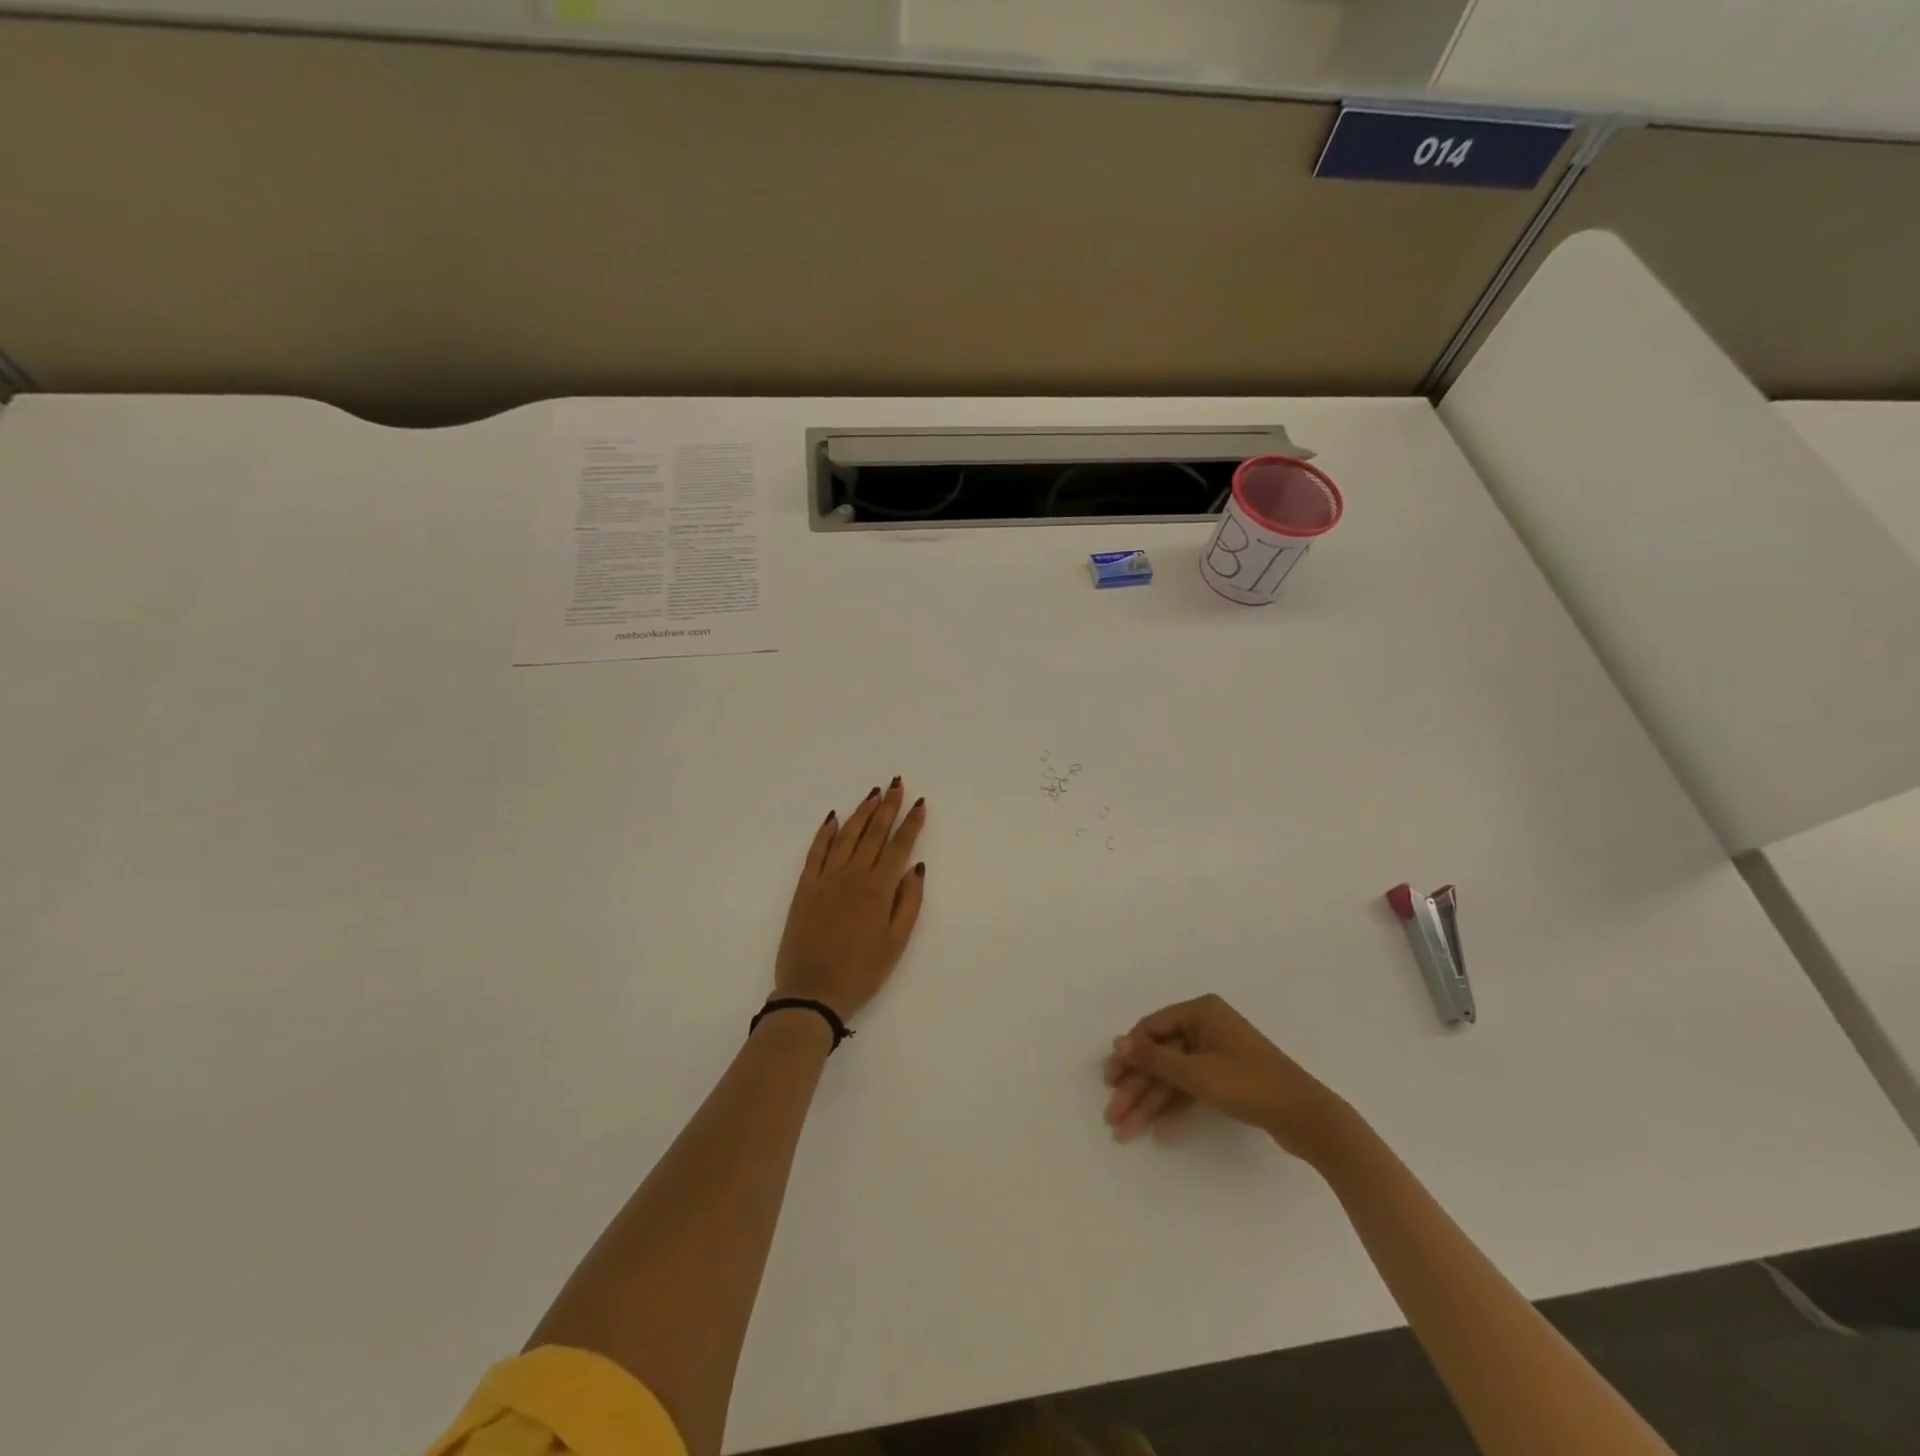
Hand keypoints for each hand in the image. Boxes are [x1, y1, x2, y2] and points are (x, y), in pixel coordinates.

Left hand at [774, 779, 927, 1021]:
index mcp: (878, 890)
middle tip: (896, 784)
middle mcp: (852, 876)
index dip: (911, 824)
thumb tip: (916, 867)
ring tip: (873, 793)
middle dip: (887, 807)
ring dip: (861, 812)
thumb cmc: (861, 973)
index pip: (899, 847)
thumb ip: (908, 903)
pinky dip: (826, 832)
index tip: (920, 803)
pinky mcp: (805, 888)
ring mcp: (825, 879)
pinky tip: (834, 817)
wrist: (812, 993)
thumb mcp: (896, 944)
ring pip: (847, 836)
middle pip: (873, 833)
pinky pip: (816, 852)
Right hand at [1103, 994, 1353, 1164]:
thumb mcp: (1196, 1072)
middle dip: (1136, 1087)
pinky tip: (1159, 1131)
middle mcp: (1206, 1027)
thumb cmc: (1248, 1084)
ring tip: (1125, 1132)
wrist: (1306, 1117)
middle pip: (1160, 1056)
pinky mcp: (1226, 1079)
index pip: (1152, 1028)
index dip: (1129, 1055)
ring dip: (1149, 1103)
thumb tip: (1117, 1042)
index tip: (1109, 1080)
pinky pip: (1191, 1089)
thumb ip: (1154, 1058)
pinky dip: (1175, 1108)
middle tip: (1112, 1115)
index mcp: (1200, 1012)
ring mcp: (1217, 1053)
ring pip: (1173, 1077)